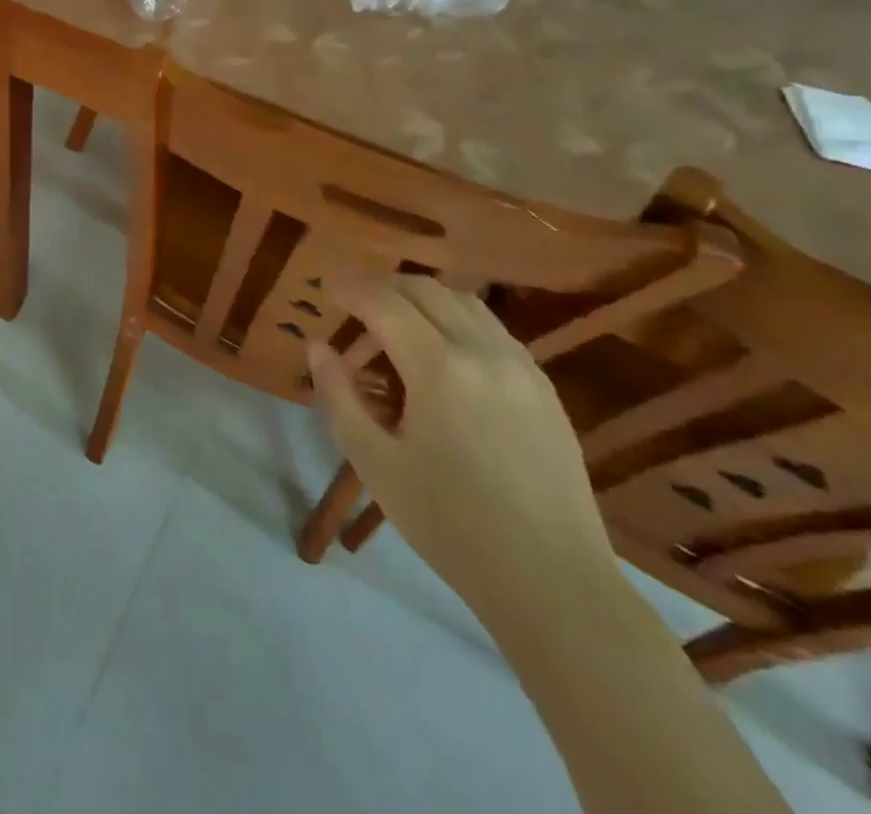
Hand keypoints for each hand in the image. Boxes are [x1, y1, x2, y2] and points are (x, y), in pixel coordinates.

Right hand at [307, 277, 614, 617]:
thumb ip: (339, 397)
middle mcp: (484, 351)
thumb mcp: (375, 463)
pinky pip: (492, 329)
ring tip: (393, 325)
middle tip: (353, 305)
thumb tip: (318, 347)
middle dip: (382, 287)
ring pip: (464, 302)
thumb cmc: (450, 524)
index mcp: (440, 367)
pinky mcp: (544, 388)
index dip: (351, 289)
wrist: (553, 582)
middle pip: (426, 289)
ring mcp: (522, 367)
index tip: (326, 290)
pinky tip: (441, 354)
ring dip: (421, 299)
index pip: (385, 302)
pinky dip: (456, 320)